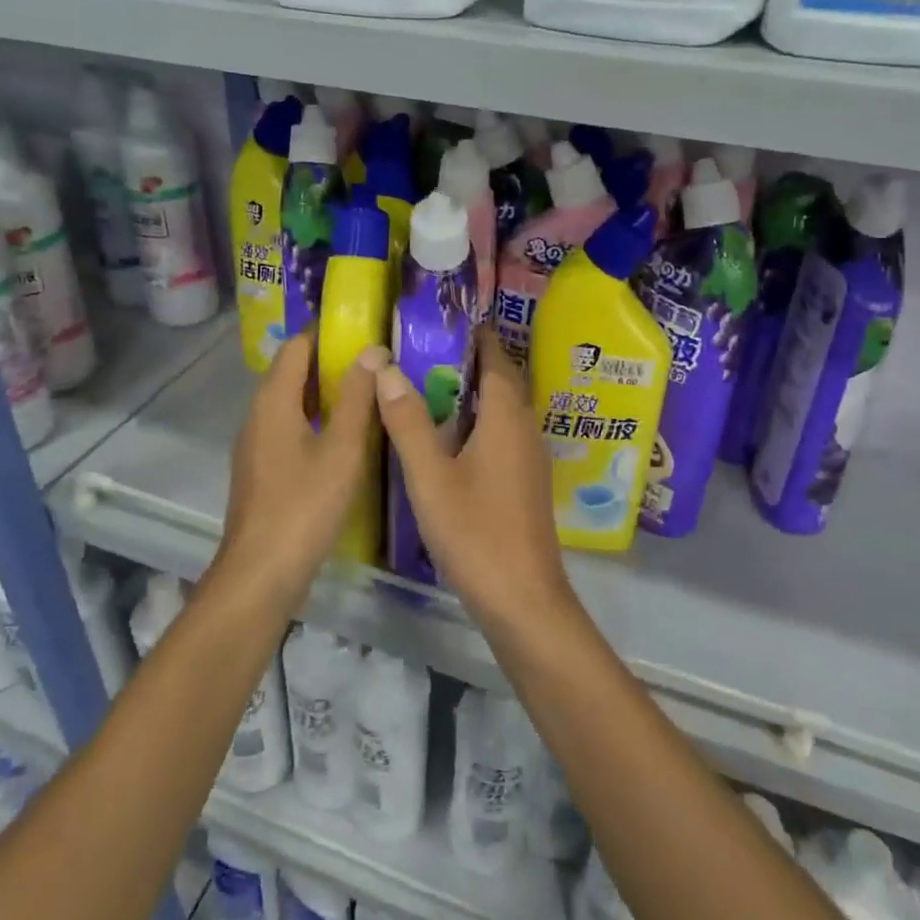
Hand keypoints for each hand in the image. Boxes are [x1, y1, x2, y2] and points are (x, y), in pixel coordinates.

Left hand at [217, 334, 382, 596]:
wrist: (260, 574)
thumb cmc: (304, 506)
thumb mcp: (342, 449)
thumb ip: (357, 397)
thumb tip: (373, 350)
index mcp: (273, 401)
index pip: (297, 346)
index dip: (329, 335)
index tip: (368, 335)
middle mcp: (258, 415)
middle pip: (293, 373)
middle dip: (333, 365)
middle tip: (379, 368)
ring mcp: (256, 445)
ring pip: (293, 405)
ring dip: (327, 397)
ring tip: (371, 399)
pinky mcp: (262, 471)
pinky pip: (290, 430)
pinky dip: (317, 424)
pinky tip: (347, 442)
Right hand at [373, 327, 573, 626]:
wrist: (522, 599)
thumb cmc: (475, 532)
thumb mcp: (430, 477)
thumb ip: (408, 422)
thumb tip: (387, 369)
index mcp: (505, 419)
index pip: (496, 361)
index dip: (479, 338)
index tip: (452, 320)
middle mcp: (525, 430)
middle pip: (504, 383)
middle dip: (476, 362)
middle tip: (433, 350)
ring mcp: (531, 459)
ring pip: (506, 411)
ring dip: (479, 393)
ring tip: (437, 387)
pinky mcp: (528, 483)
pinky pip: (506, 435)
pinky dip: (483, 422)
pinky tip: (455, 439)